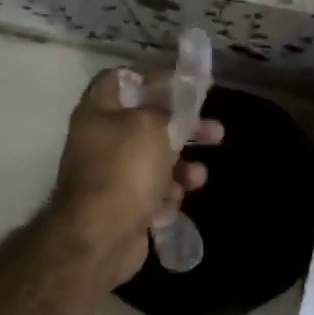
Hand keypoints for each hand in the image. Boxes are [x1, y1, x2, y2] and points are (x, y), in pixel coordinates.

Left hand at [52, 67, 223, 287]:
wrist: (102, 236)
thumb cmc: (125, 168)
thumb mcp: (150, 123)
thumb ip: (165, 106)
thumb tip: (170, 104)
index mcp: (99, 112)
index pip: (120, 80)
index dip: (152, 78)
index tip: (183, 84)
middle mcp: (101, 141)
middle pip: (149, 123)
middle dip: (185, 127)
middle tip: (215, 130)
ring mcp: (112, 175)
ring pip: (157, 160)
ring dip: (183, 166)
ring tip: (199, 176)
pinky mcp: (125, 205)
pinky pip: (154, 192)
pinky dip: (168, 194)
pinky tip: (173, 202)